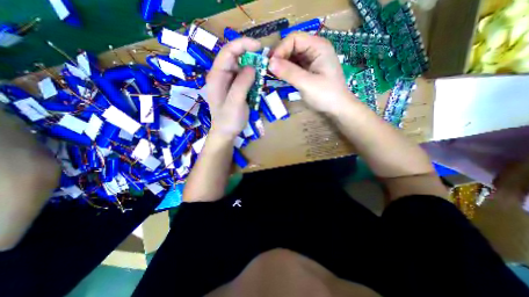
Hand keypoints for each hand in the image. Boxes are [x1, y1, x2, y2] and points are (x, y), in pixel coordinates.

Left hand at [205, 38, 260, 138]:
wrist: (226, 133)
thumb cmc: (228, 120)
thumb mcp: (235, 102)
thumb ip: (242, 83)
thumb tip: (252, 67)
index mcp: (216, 76)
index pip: (228, 52)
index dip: (243, 45)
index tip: (259, 47)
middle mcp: (221, 75)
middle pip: (234, 57)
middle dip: (249, 55)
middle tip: (264, 60)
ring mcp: (227, 81)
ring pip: (240, 66)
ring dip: (252, 66)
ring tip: (263, 70)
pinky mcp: (234, 88)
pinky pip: (243, 76)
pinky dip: (252, 76)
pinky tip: (258, 80)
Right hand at [270, 31, 354, 114]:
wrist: (337, 109)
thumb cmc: (326, 95)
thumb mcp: (307, 83)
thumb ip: (289, 72)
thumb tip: (269, 63)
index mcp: (318, 47)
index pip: (294, 38)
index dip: (281, 49)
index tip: (271, 64)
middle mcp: (315, 50)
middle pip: (292, 46)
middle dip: (280, 57)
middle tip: (269, 70)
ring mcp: (312, 60)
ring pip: (292, 56)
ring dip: (281, 64)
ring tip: (272, 74)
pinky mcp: (309, 70)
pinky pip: (294, 66)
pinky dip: (286, 70)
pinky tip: (280, 77)